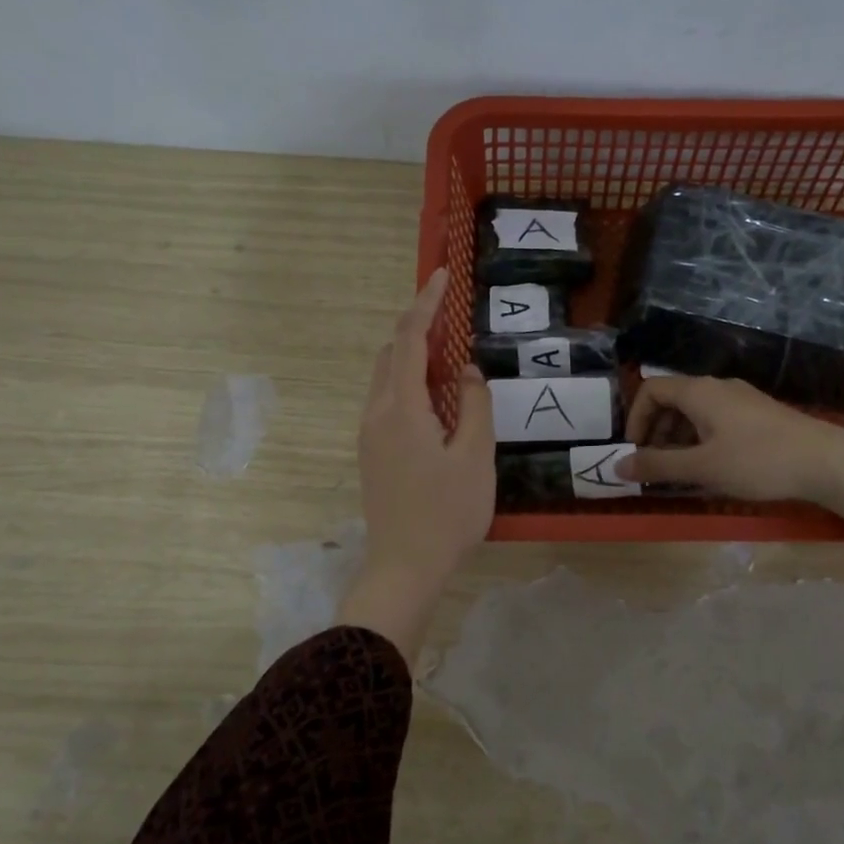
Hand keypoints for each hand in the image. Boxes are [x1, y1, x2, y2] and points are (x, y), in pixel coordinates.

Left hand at [342, 268, 494, 659]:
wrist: (404, 567)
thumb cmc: (448, 513)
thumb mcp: (475, 457)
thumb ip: (474, 405)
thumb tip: (466, 371)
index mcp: (401, 408)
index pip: (410, 340)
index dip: (425, 304)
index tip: (441, 276)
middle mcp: (376, 413)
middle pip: (392, 354)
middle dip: (419, 329)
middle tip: (454, 321)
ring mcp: (369, 434)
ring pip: (386, 378)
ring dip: (413, 358)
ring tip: (449, 359)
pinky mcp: (371, 453)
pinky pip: (386, 401)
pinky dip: (408, 383)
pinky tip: (435, 400)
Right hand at [616, 375, 843, 562]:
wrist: (827, 462)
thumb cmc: (757, 461)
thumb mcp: (702, 467)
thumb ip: (658, 466)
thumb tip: (617, 467)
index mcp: (699, 392)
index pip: (651, 389)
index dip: (635, 417)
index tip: (635, 450)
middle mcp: (717, 387)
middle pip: (672, 399)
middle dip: (655, 430)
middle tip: (655, 465)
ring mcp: (741, 399)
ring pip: (695, 411)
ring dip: (678, 437)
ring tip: (681, 471)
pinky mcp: (758, 415)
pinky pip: (716, 420)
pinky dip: (701, 439)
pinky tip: (712, 466)